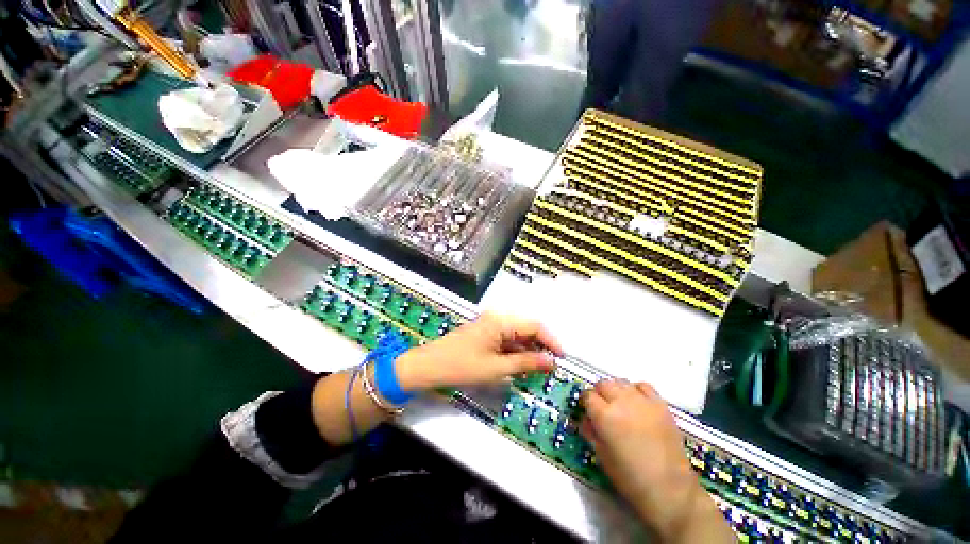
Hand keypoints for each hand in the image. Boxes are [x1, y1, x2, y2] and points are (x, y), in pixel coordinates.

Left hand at [395, 312, 561, 390]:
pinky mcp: (485, 332)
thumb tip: (551, 362)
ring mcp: (490, 324)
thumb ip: (526, 363)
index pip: (534, 326)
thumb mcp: (497, 368)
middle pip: (526, 328)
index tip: (563, 358)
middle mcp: (497, 317)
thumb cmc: (462, 366)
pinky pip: (506, 339)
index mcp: (501, 321)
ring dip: (528, 349)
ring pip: (517, 334)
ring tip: (539, 368)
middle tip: (552, 366)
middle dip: (541, 345)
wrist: (428, 366)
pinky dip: (516, 350)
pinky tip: (521, 363)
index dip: (551, 340)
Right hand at [582, 380, 732, 541]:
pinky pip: (643, 386)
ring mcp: (642, 401)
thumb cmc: (630, 477)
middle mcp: (621, 402)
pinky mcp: (660, 404)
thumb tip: (587, 419)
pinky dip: (636, 390)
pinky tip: (637, 403)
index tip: (588, 410)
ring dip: (616, 390)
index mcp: (604, 416)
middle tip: (602, 408)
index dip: (586, 402)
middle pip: (603, 384)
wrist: (669, 488)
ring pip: (621, 382)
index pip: (588, 395)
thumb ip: (591, 431)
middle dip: (599, 393)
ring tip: (619, 404)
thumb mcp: (601, 456)